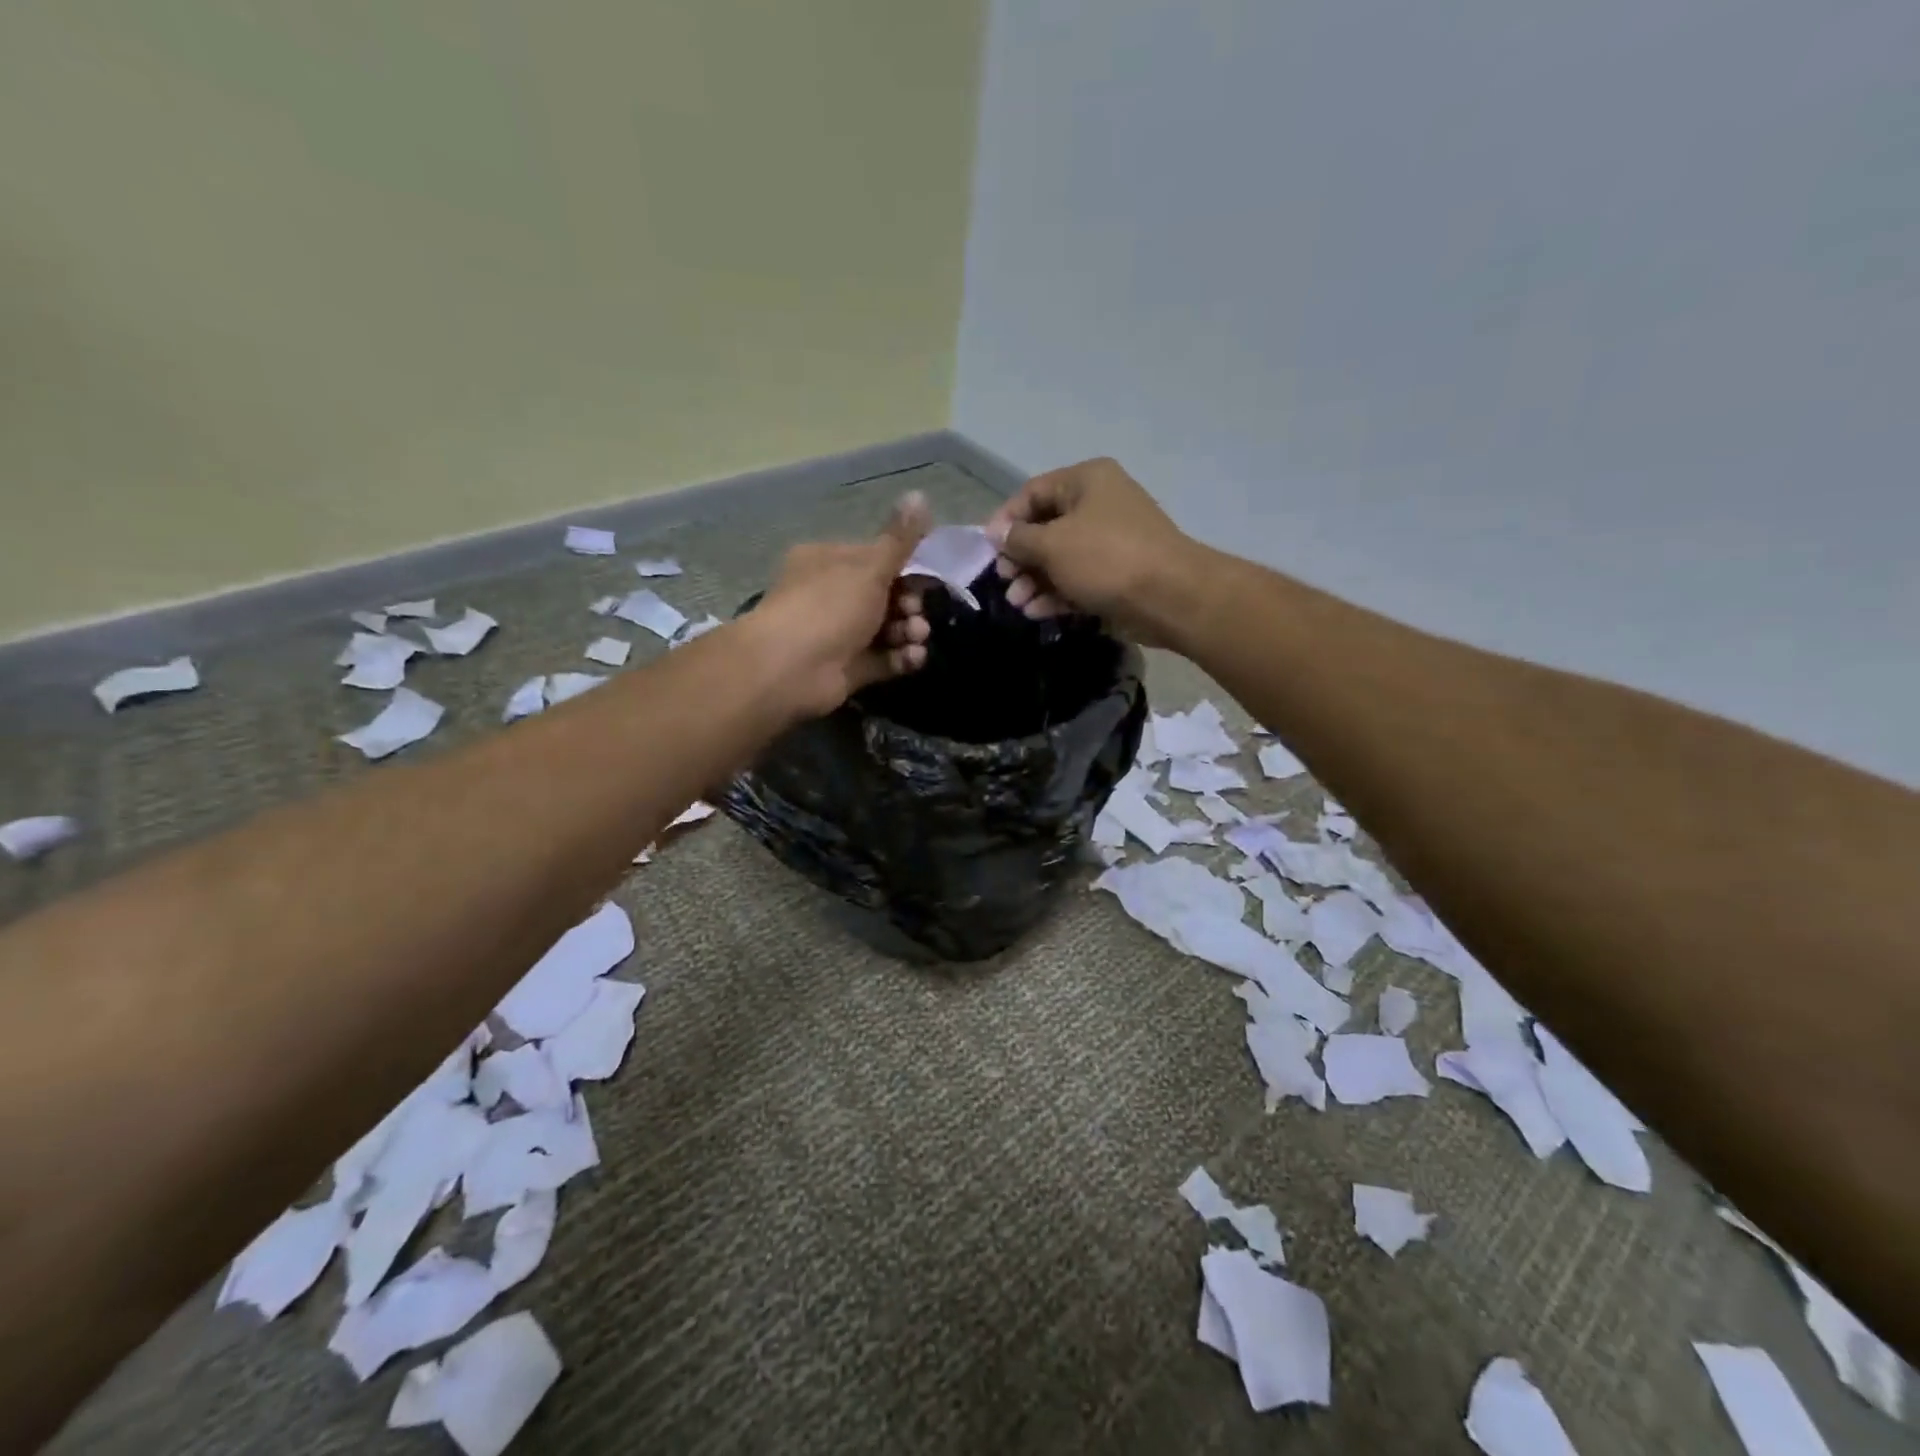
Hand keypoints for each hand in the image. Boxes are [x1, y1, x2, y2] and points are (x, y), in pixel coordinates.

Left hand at [749, 492, 932, 718]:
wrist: (790, 668)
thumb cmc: (829, 606)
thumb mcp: (870, 567)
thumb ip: (900, 539)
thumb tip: (920, 494)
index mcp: (829, 561)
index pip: (875, 559)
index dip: (904, 569)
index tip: (924, 579)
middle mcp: (832, 595)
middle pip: (885, 596)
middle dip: (909, 605)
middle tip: (915, 614)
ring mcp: (840, 634)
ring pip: (888, 629)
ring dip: (909, 632)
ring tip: (916, 638)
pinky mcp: (849, 668)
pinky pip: (884, 659)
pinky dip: (902, 657)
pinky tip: (913, 657)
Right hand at [985, 457, 1201, 645]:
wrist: (1169, 597)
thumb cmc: (1106, 558)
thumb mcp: (1053, 545)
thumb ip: (1019, 539)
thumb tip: (997, 534)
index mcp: (1086, 481)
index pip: (1033, 492)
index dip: (1006, 520)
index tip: (988, 550)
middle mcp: (1099, 504)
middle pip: (1045, 528)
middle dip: (1020, 558)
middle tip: (1004, 581)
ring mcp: (1110, 541)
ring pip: (1060, 558)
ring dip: (1035, 581)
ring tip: (1018, 604)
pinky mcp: (1117, 575)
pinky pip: (1078, 579)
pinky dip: (1057, 594)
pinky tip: (1038, 613)